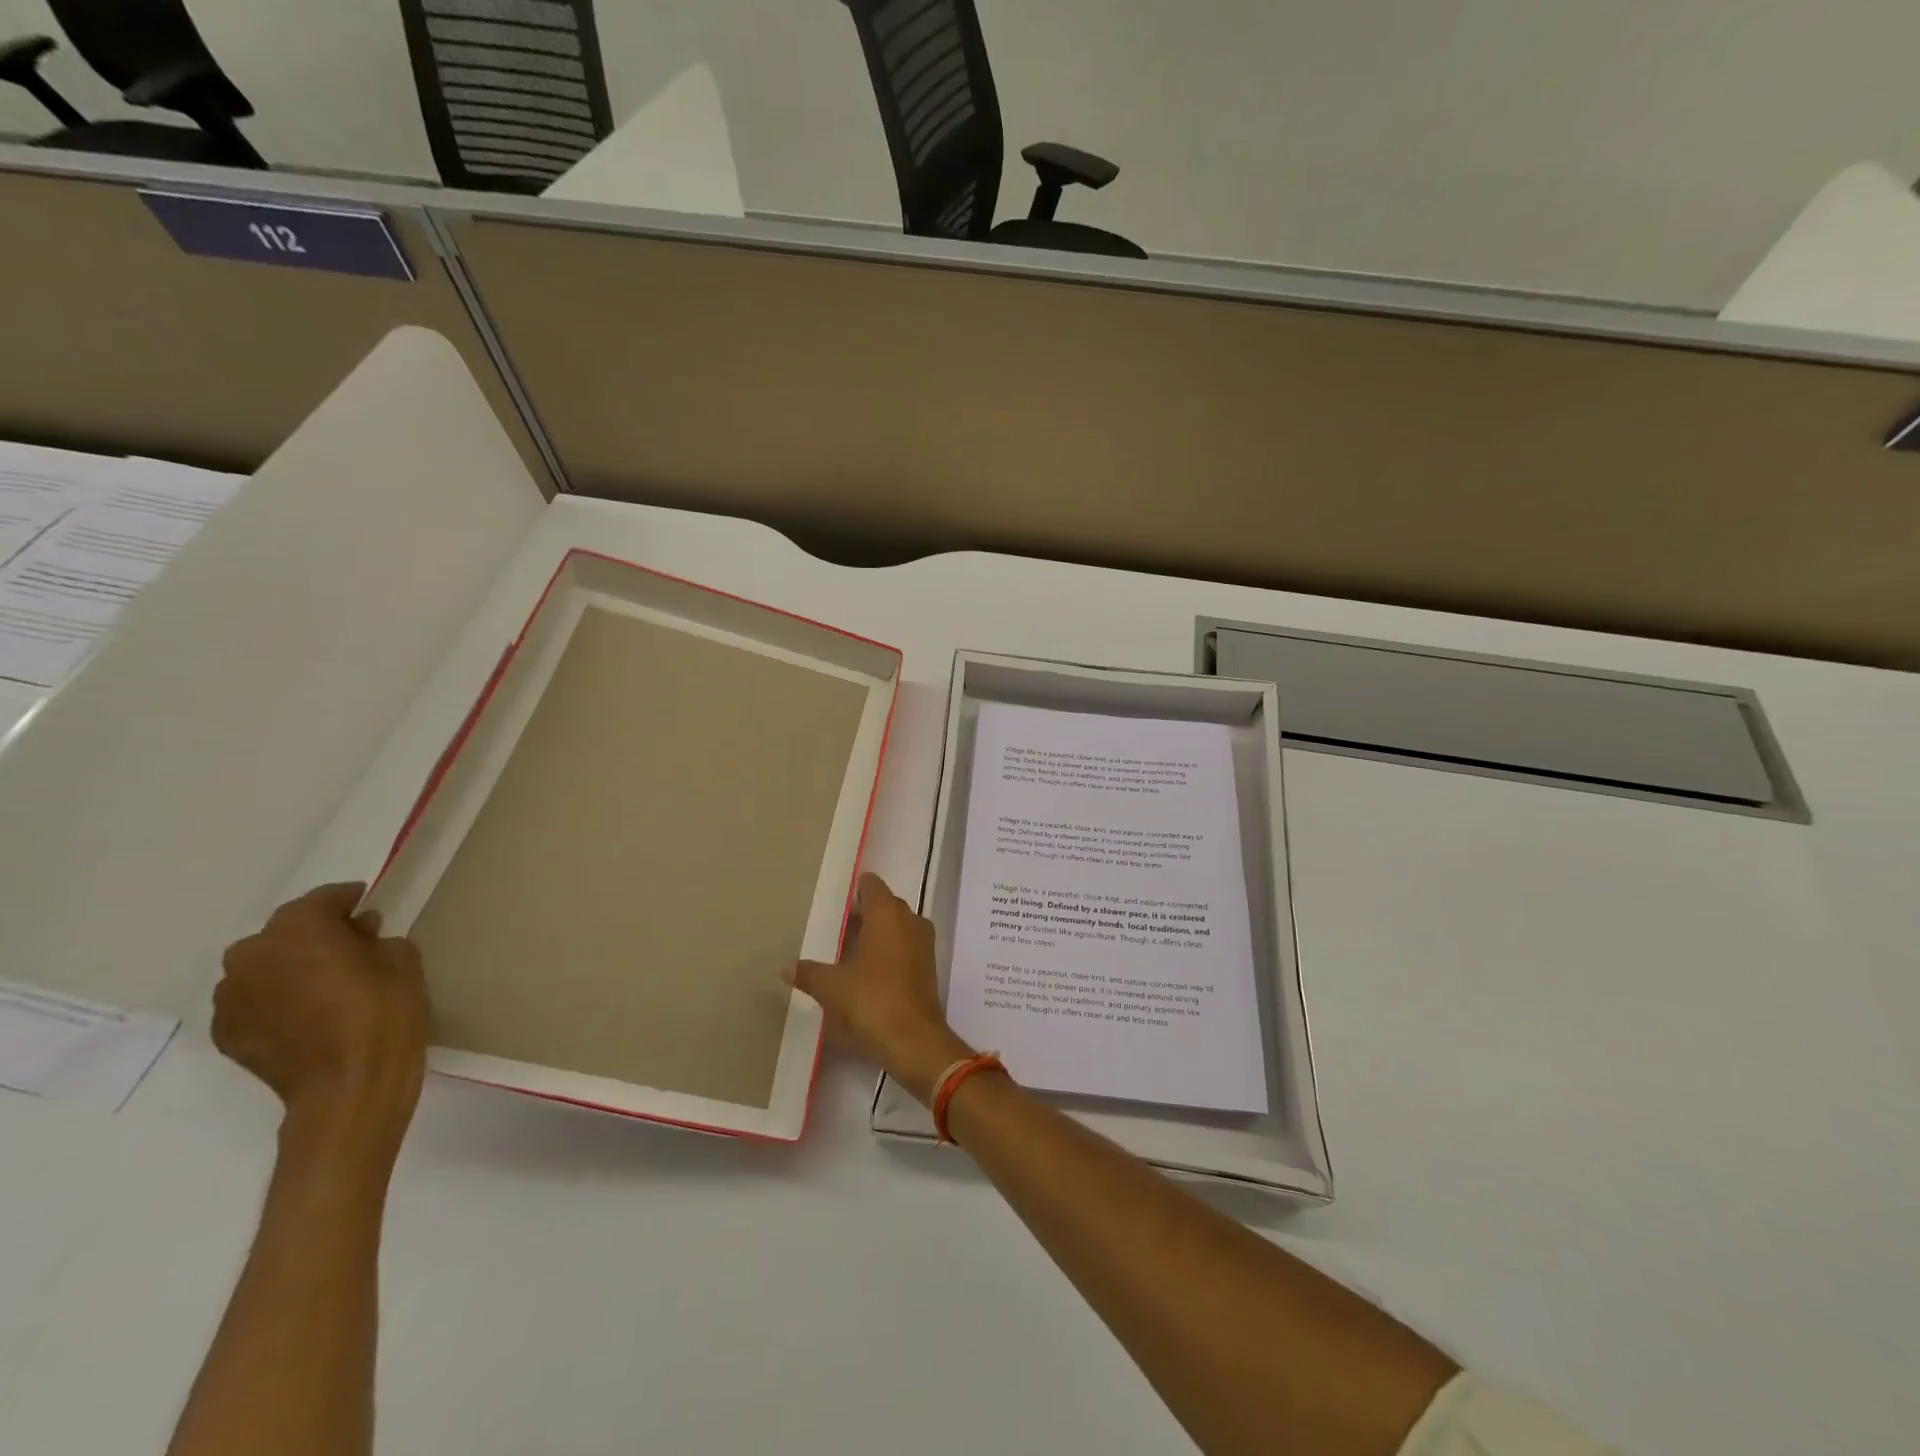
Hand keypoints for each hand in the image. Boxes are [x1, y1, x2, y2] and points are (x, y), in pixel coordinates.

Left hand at [215, 883, 429, 1146]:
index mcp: (295, 929)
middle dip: (316, 935)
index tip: (368, 907)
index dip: (349, 900)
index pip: (323, 899)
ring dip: (292, 968)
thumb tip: (357, 935)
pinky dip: (277, 1000)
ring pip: (265, 967)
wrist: (350, 1085)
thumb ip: (375, 937)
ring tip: (326, 985)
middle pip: (286, 932)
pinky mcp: (226, 1033)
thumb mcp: (401, 958)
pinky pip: (255, 1002)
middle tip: (350, 948)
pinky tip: (308, 1014)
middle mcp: (250, 956)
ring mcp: (230, 998)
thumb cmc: (385, 1011)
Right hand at [787, 873, 972, 1104]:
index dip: (855, 891)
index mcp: (887, 913)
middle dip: (863, 914)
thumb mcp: (831, 986)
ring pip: (897, 926)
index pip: (872, 885)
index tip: (836, 905)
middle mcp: (910, 919)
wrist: (914, 1039)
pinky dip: (889, 951)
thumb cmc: (871, 1000)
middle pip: (885, 905)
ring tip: (848, 953)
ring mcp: (923, 943)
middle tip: (836, 931)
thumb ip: (809, 972)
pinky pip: (905, 946)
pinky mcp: (929, 966)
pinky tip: (868, 971)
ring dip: (876, 934)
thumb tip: (787, 968)